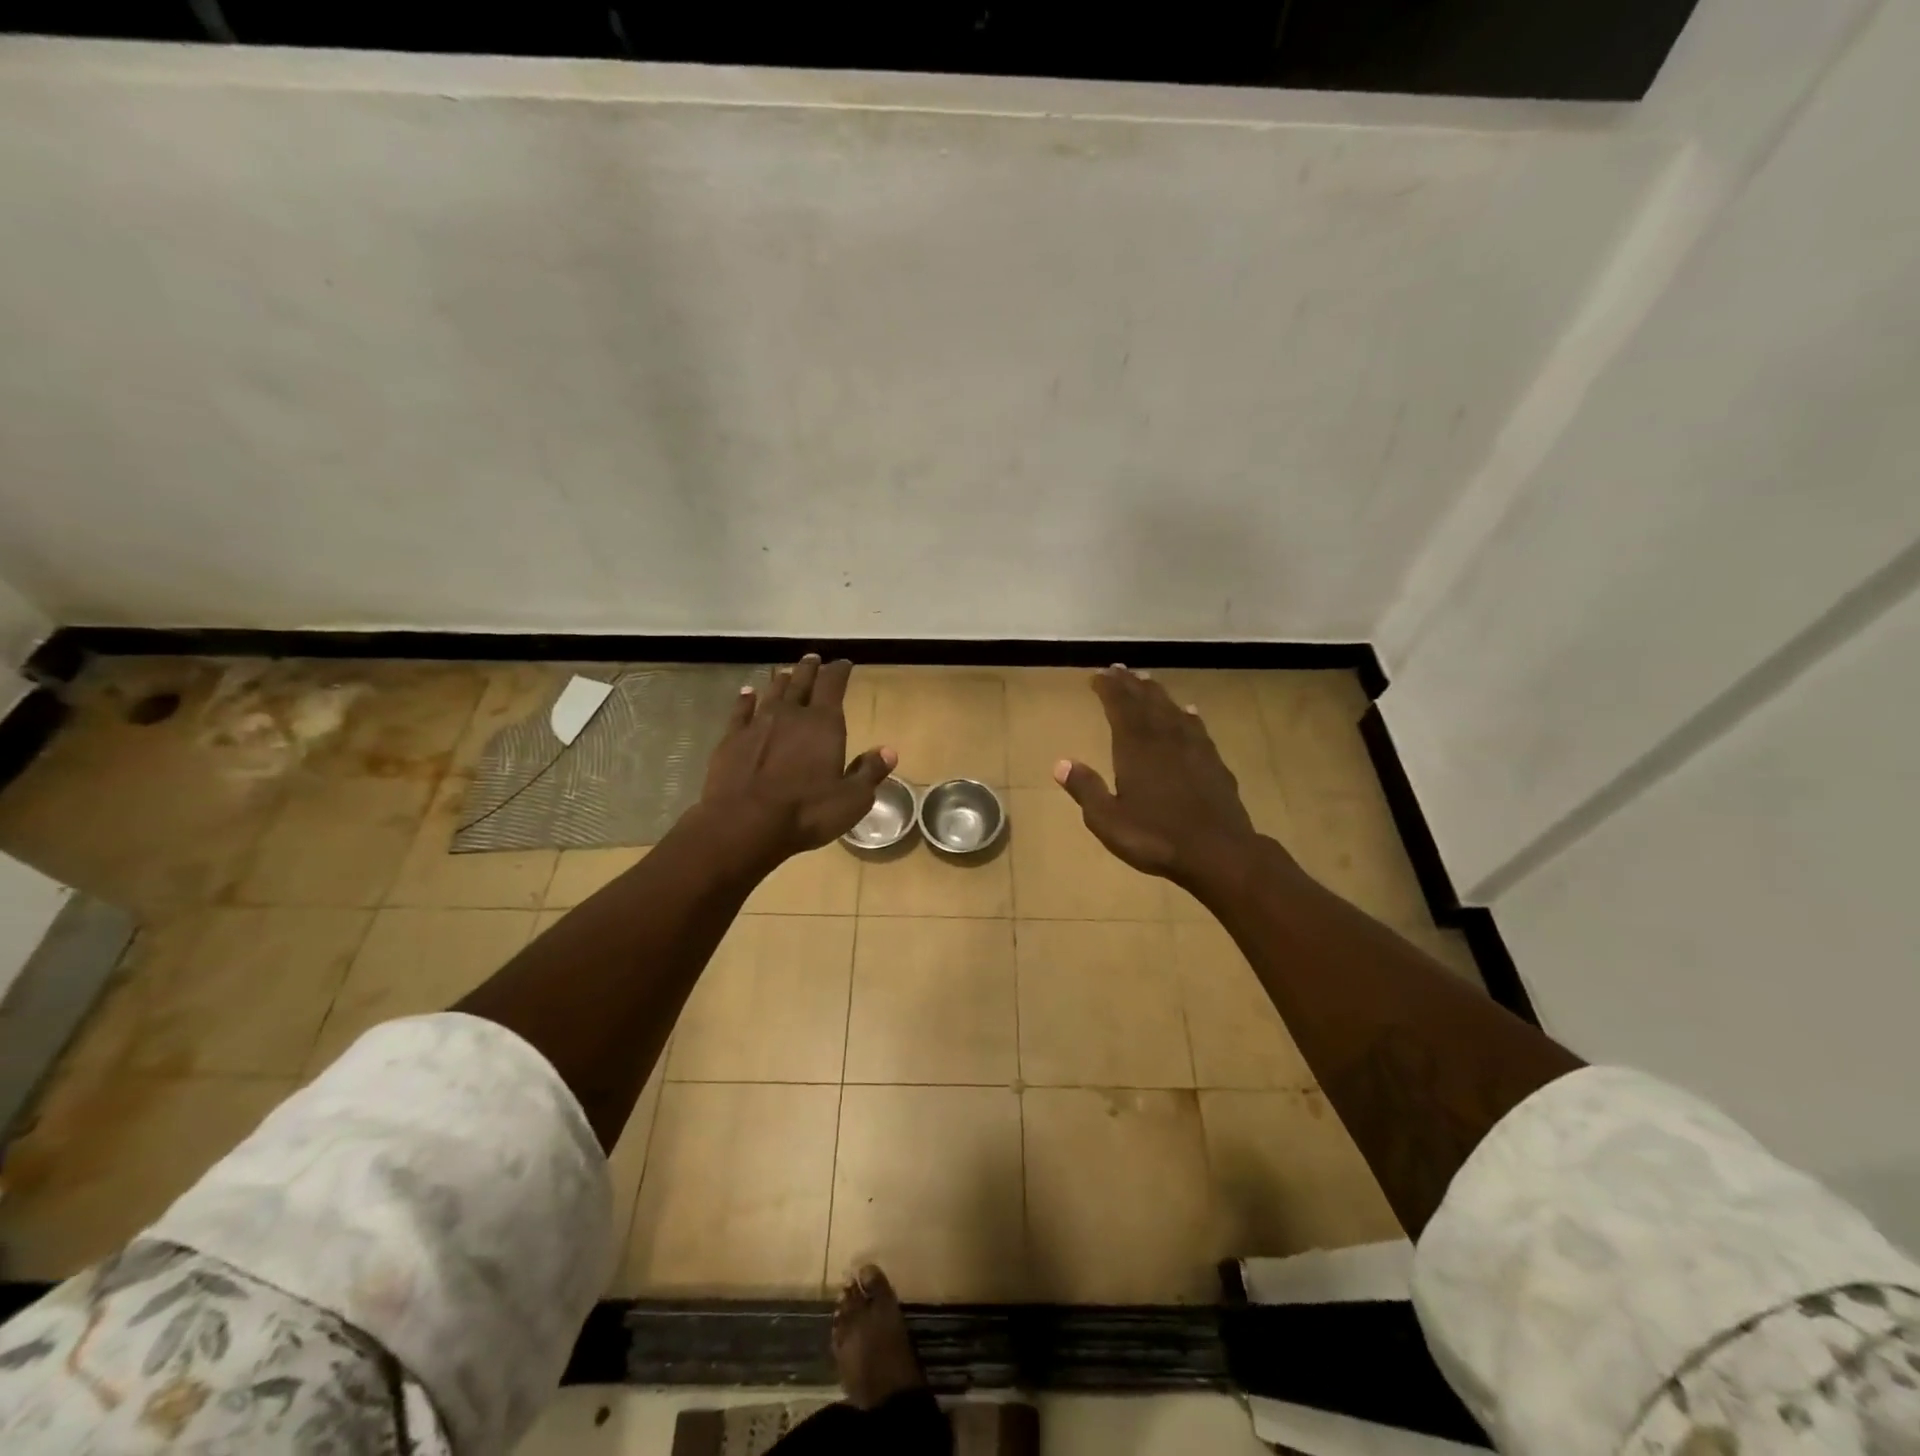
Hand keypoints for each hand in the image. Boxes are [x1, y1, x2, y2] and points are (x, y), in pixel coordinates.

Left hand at [700, 654, 896, 862]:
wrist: (743, 824)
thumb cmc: (806, 812)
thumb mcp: (852, 799)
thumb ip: (870, 772)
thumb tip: (889, 751)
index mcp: (824, 724)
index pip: (833, 685)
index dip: (839, 671)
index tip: (844, 663)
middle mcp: (790, 714)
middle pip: (801, 682)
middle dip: (810, 669)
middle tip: (814, 658)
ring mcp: (757, 724)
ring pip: (772, 692)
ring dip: (781, 681)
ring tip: (786, 672)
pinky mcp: (731, 739)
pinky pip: (740, 710)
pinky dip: (745, 699)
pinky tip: (747, 693)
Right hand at [1055, 666, 1258, 885]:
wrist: (1219, 852)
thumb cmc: (1156, 838)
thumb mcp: (1108, 820)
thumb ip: (1086, 789)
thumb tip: (1061, 763)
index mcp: (1135, 748)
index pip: (1119, 707)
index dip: (1109, 689)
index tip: (1098, 675)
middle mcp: (1164, 738)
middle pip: (1145, 702)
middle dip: (1130, 684)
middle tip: (1118, 669)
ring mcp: (1193, 748)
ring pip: (1172, 710)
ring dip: (1157, 694)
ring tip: (1147, 681)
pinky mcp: (1214, 762)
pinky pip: (1198, 728)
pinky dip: (1188, 715)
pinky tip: (1189, 712)